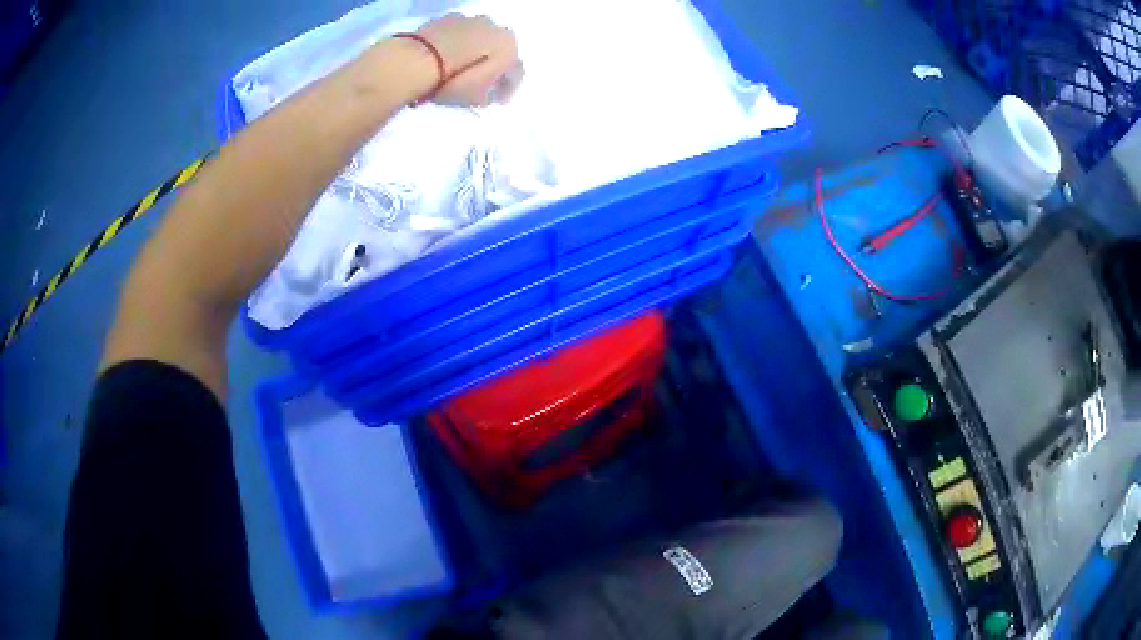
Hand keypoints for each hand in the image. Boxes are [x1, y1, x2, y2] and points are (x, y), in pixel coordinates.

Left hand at [414, 14, 523, 105]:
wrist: (419, 59)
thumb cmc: (455, 80)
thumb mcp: (477, 98)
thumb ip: (489, 94)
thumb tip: (488, 92)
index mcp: (510, 47)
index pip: (515, 71)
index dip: (508, 88)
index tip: (499, 100)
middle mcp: (495, 27)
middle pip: (498, 49)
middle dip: (492, 64)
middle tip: (481, 81)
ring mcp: (470, 19)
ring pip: (478, 38)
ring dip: (473, 51)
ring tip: (460, 67)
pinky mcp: (446, 18)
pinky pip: (457, 34)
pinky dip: (455, 44)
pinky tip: (444, 56)